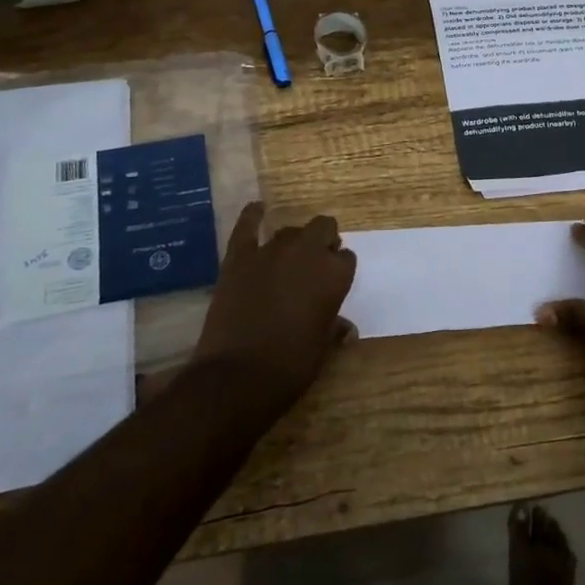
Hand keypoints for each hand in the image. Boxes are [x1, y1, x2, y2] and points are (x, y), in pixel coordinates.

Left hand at [191, 203, 356, 413]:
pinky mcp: (239, 257)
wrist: (238, 375)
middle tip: (315, 265)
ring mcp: (271, 251)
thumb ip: (334, 328)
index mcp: (334, 275)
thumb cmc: (291, 365)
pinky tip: (258, 208)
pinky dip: (253, 215)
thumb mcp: (322, 348)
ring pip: (290, 231)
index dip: (339, 269)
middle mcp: (307, 253)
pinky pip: (247, 226)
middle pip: (323, 228)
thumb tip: (346, 329)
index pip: (346, 258)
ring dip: (294, 241)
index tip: (333, 283)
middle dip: (323, 241)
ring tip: (289, 258)